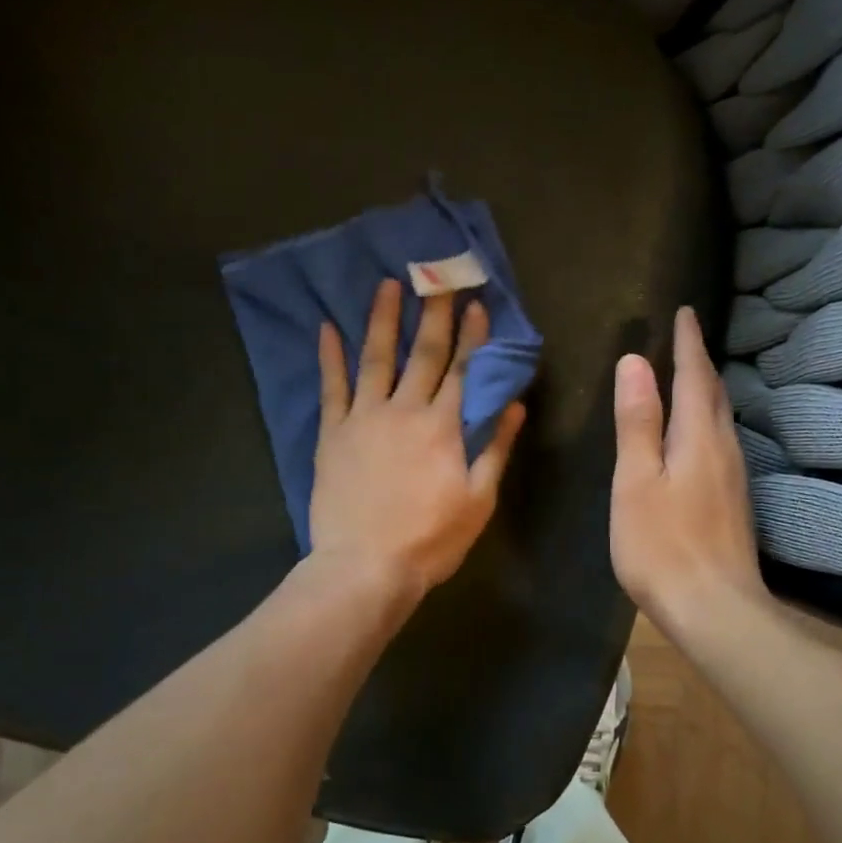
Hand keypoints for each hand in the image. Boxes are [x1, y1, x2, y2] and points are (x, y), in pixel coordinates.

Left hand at [311, 279, 524, 597]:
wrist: (365, 567)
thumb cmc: (430, 539)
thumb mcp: (478, 499)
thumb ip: (496, 448)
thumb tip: (514, 404)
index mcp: (443, 427)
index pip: (463, 369)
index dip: (471, 334)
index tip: (476, 302)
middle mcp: (405, 410)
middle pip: (423, 354)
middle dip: (434, 313)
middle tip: (437, 276)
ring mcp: (364, 418)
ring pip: (376, 358)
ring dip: (383, 319)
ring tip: (388, 284)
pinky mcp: (333, 434)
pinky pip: (332, 387)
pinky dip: (330, 356)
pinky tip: (328, 328)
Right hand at [611, 308, 767, 640]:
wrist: (715, 609)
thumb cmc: (662, 544)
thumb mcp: (636, 480)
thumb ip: (637, 422)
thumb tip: (634, 362)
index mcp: (698, 437)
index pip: (695, 376)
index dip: (688, 343)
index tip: (685, 312)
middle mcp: (724, 448)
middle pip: (714, 394)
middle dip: (700, 362)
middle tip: (687, 338)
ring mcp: (734, 477)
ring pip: (721, 418)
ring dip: (707, 390)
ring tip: (691, 376)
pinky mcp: (734, 501)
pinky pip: (721, 441)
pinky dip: (708, 420)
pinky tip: (699, 433)